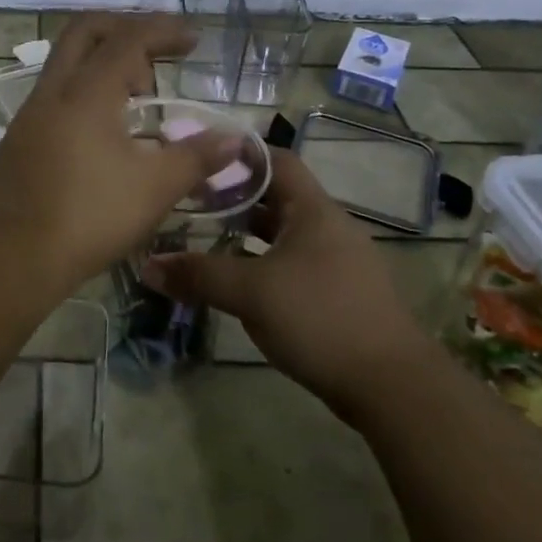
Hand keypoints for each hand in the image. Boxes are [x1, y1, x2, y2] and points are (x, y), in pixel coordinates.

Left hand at [0, 14, 246, 296]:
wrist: (10, 258)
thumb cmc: (89, 217)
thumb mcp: (154, 188)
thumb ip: (196, 157)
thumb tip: (234, 139)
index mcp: (87, 92)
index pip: (128, 39)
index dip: (163, 30)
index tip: (193, 38)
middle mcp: (53, 91)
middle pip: (85, 32)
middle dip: (126, 28)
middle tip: (159, 53)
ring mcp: (30, 114)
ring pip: (66, 62)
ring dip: (104, 62)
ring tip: (140, 95)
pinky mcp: (18, 139)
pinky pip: (56, 93)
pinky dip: (86, 90)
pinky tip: (106, 128)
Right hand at [142, 149, 429, 404]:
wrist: (393, 386)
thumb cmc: (320, 318)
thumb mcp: (251, 292)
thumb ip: (199, 274)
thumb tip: (147, 264)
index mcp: (313, 211)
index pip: (277, 161)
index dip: (239, 155)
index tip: (200, 159)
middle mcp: (329, 228)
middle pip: (277, 198)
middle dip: (235, 198)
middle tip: (191, 202)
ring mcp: (338, 263)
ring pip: (284, 236)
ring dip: (248, 236)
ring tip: (206, 240)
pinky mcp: (340, 295)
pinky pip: (294, 265)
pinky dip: (264, 264)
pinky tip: (239, 283)